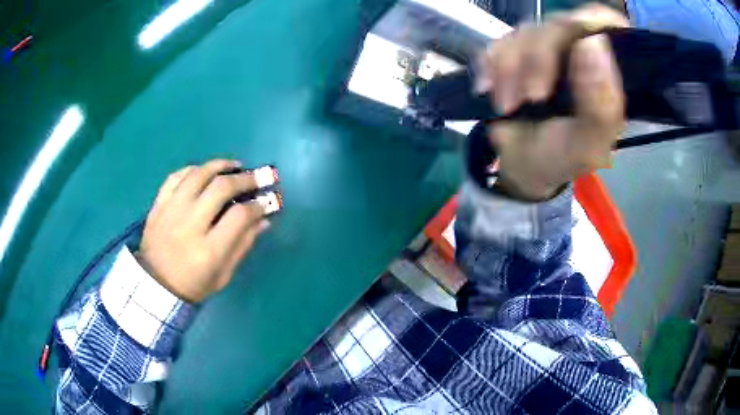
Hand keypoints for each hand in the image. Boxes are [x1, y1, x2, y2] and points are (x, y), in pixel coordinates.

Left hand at [137, 160, 270, 302]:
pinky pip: (176, 176)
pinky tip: (204, 171)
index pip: (239, 216)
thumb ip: (243, 245)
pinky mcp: (158, 205)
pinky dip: (193, 169)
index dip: (257, 205)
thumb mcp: (223, 275)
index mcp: (208, 250)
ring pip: (198, 174)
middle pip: (221, 188)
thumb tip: (263, 218)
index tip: (265, 203)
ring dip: (220, 165)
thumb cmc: (193, 285)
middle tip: (256, 178)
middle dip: (244, 179)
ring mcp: (171, 211)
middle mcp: (189, 224)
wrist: (154, 285)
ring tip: (234, 166)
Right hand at [477, 3, 628, 200]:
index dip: (586, 25)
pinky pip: (498, 43)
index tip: (571, 51)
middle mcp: (579, 50)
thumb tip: (591, 42)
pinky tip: (490, 90)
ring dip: (509, 70)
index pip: (602, 22)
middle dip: (537, 59)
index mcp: (607, 69)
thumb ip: (600, 103)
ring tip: (508, 106)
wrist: (523, 168)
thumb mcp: (588, 144)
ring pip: (524, 33)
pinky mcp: (516, 52)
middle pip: (557, 25)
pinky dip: (490, 67)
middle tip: (530, 98)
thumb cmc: (563, 158)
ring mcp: (546, 48)